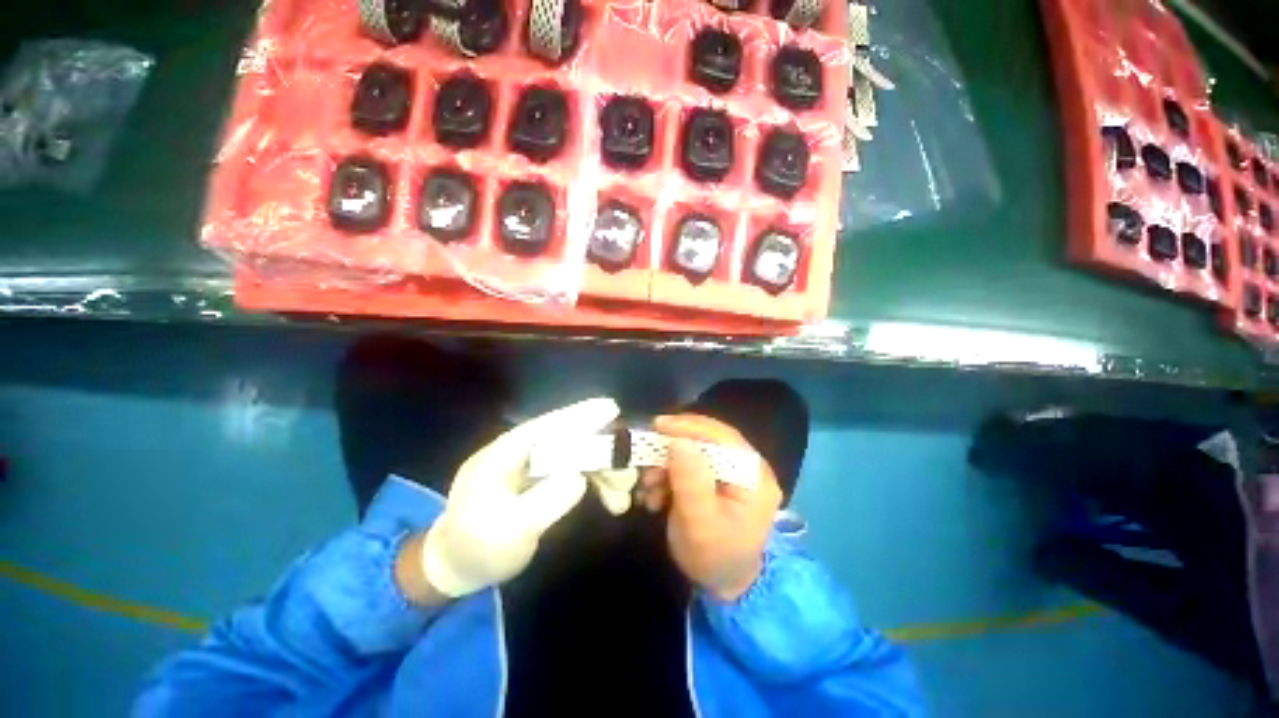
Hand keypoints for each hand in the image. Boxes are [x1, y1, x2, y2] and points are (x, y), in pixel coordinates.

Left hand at [411, 397, 620, 599]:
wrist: (458, 567)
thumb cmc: (476, 549)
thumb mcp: (508, 533)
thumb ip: (544, 503)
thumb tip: (579, 477)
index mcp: (505, 454)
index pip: (546, 426)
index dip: (580, 415)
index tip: (611, 407)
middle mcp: (523, 453)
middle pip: (571, 441)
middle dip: (603, 455)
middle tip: (628, 478)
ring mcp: (535, 466)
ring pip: (579, 457)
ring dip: (605, 473)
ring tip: (623, 500)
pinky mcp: (544, 480)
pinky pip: (578, 473)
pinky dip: (598, 485)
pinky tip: (612, 501)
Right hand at [648, 414, 781, 601]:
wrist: (724, 586)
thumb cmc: (715, 557)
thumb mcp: (699, 523)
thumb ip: (690, 481)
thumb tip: (678, 441)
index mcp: (754, 476)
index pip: (722, 437)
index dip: (690, 427)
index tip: (658, 426)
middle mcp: (747, 467)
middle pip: (707, 441)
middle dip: (672, 449)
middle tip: (646, 458)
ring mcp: (732, 473)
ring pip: (694, 451)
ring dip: (666, 464)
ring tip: (648, 486)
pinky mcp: (717, 479)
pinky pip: (690, 465)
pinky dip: (668, 475)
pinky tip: (655, 494)